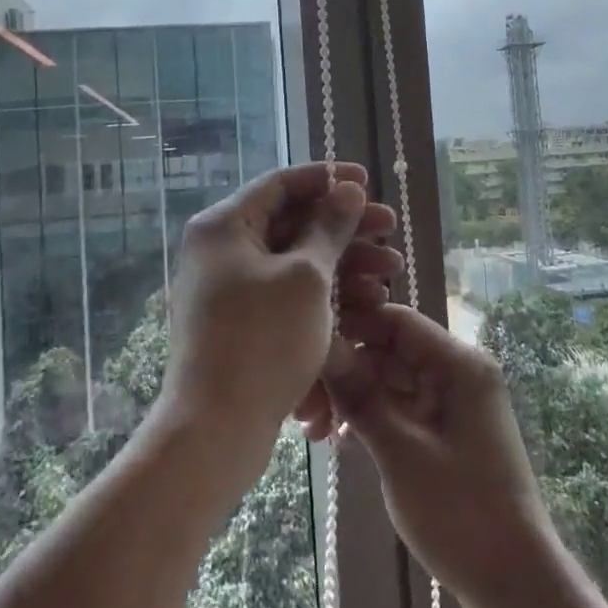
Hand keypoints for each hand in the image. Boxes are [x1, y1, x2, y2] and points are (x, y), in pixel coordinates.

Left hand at [159, 162, 400, 468]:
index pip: (281, 184)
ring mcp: (231, 287)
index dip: (328, 178)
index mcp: (224, 226)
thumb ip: (330, 227)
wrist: (216, 428)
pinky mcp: (243, 321)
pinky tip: (367, 302)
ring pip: (296, 260)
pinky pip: (288, 292)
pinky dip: (325, 292)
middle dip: (345, 226)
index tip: (367, 180)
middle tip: (390, 228)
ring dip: (344, 262)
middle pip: (292, 222)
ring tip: (392, 272)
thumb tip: (347, 188)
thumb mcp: (306, 277)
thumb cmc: (262, 341)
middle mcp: (222, 250)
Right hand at [307, 303, 566, 607]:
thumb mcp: (401, 452)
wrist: (514, 582)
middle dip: (346, 371)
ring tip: (313, 431)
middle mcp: (458, 373)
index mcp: (459, 365)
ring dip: (353, 397)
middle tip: (302, 407)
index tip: (306, 347)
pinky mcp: (445, 430)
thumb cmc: (461, 512)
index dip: (352, 326)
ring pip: (391, 380)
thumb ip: (361, 396)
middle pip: (390, 350)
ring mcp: (452, 403)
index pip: (397, 320)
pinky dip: (371, 417)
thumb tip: (324, 346)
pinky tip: (339, 441)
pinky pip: (401, 407)